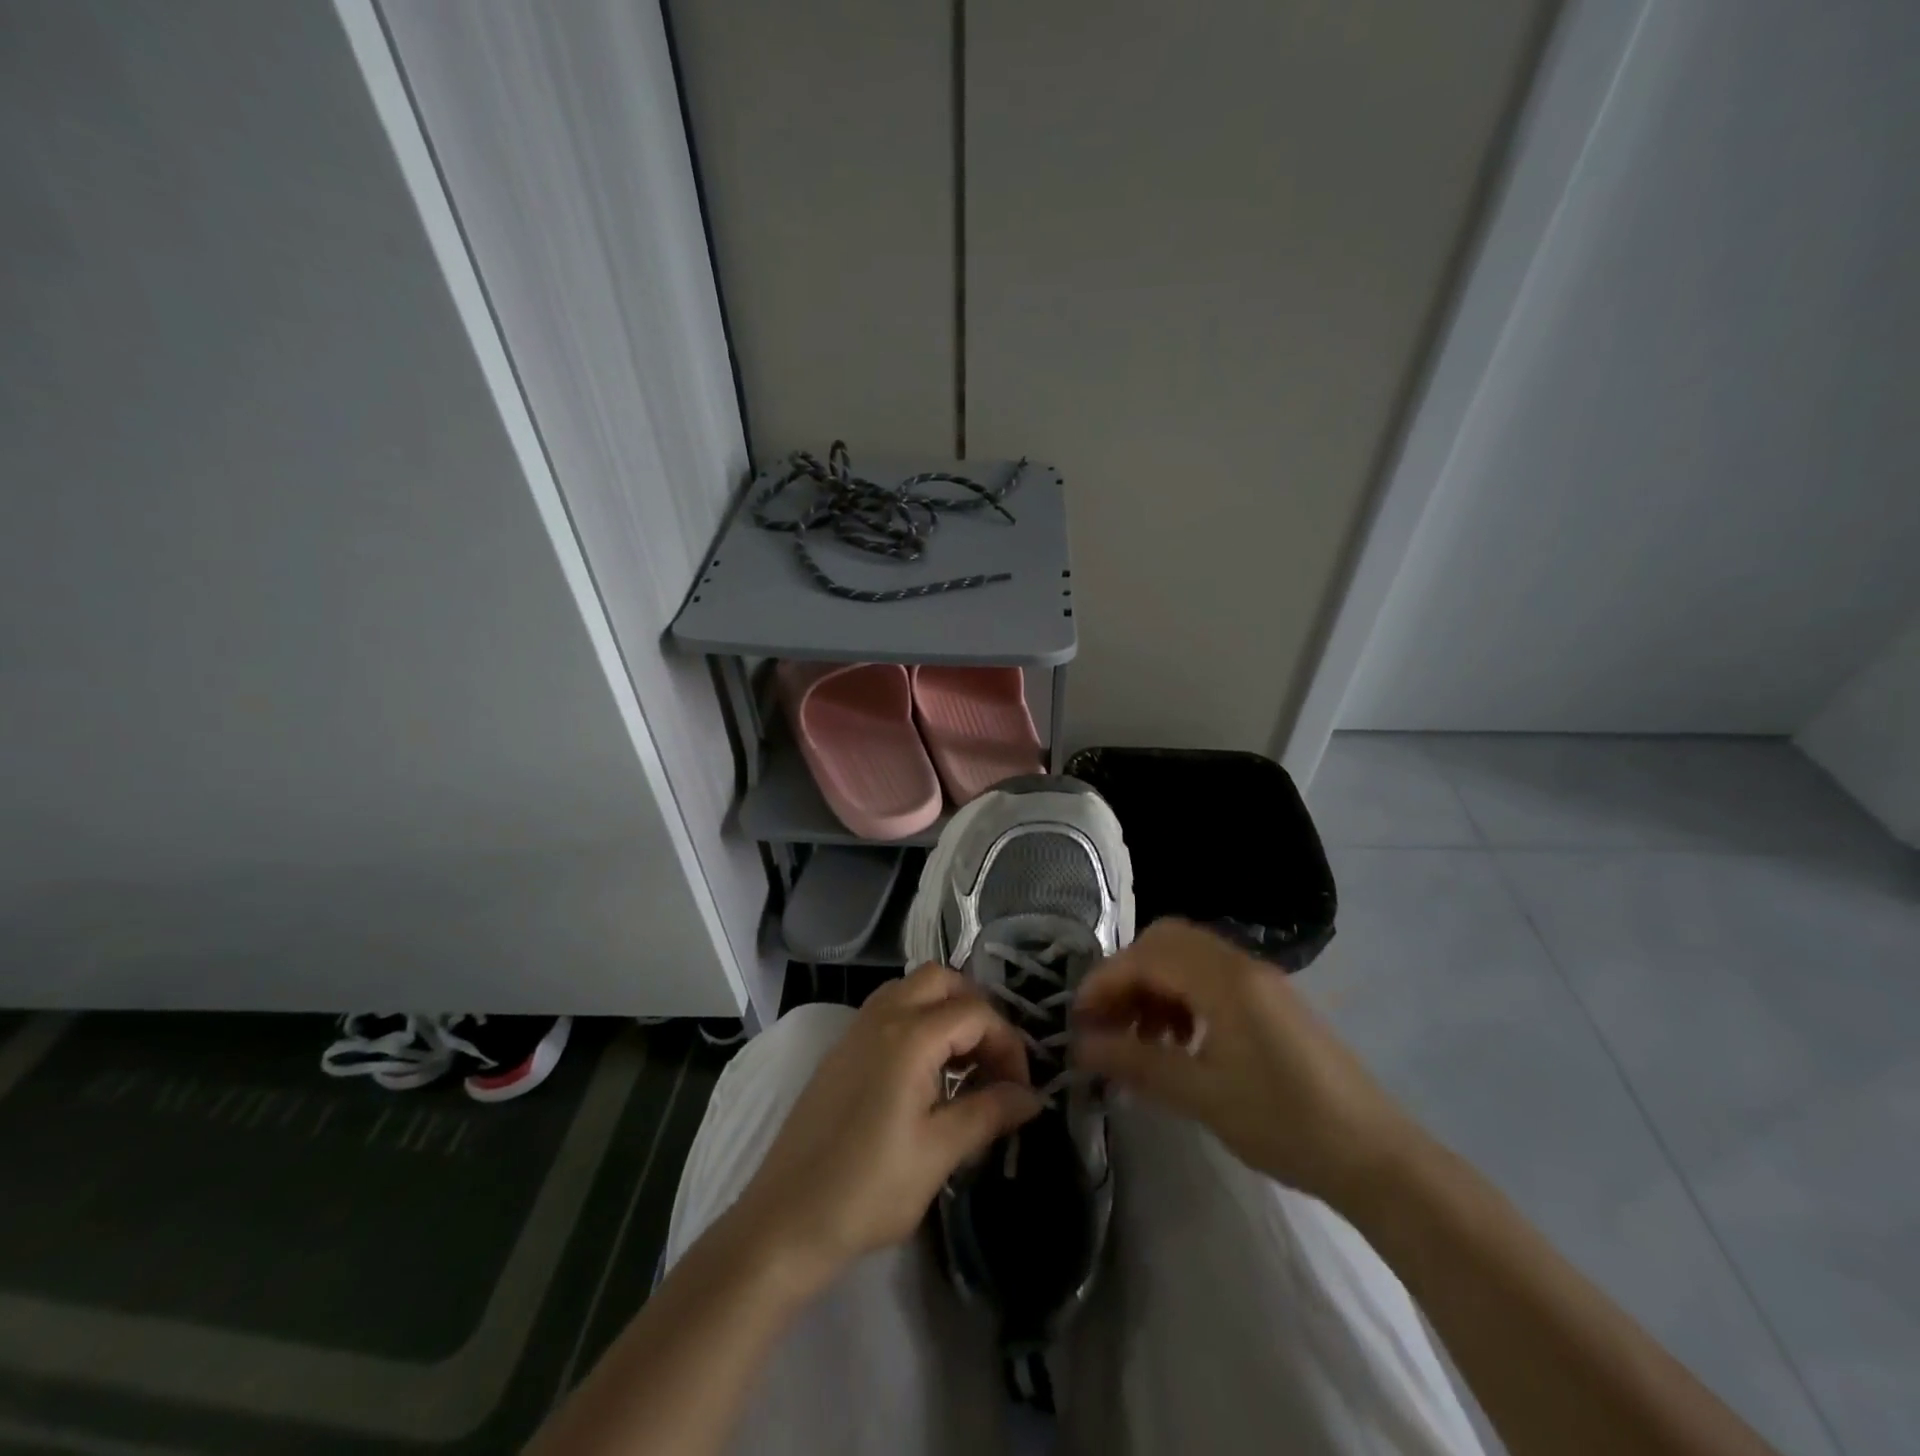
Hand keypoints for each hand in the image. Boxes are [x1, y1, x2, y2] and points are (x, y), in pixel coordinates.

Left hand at [736, 964, 1041, 1286]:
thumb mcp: (939, 1153)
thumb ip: (989, 1113)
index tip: (1020, 1089)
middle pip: (941, 980)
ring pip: (911, 989)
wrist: (786, 1220)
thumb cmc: (868, 1189)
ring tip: (964, 1064)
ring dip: (944, 1011)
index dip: (1008, 1044)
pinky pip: (888, 1010)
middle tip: (992, 1060)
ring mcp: (856, 1030)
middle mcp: (882, 1017)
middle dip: (976, 1009)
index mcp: (910, 1036)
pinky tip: (926, 1073)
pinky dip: (917, 1021)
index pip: (976, 1012)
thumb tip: (1032, 1096)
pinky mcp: (841, 1050)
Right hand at [1072, 919, 1422, 1210]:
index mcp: (1223, 978)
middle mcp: (1239, 964)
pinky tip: (1178, 1042)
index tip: (1078, 1021)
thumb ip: (1136, 1063)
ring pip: (1187, 958)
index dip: (1104, 982)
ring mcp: (1259, 980)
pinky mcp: (1271, 1002)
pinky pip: (1210, 978)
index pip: (1146, 956)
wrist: (1376, 1158)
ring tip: (1140, 1037)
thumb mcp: (1201, 1096)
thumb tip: (1080, 1048)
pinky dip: (1181, 997)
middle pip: (1165, 941)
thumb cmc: (1284, 1123)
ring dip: (1154, 985)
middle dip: (1127, 975)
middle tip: (1107, 1020)